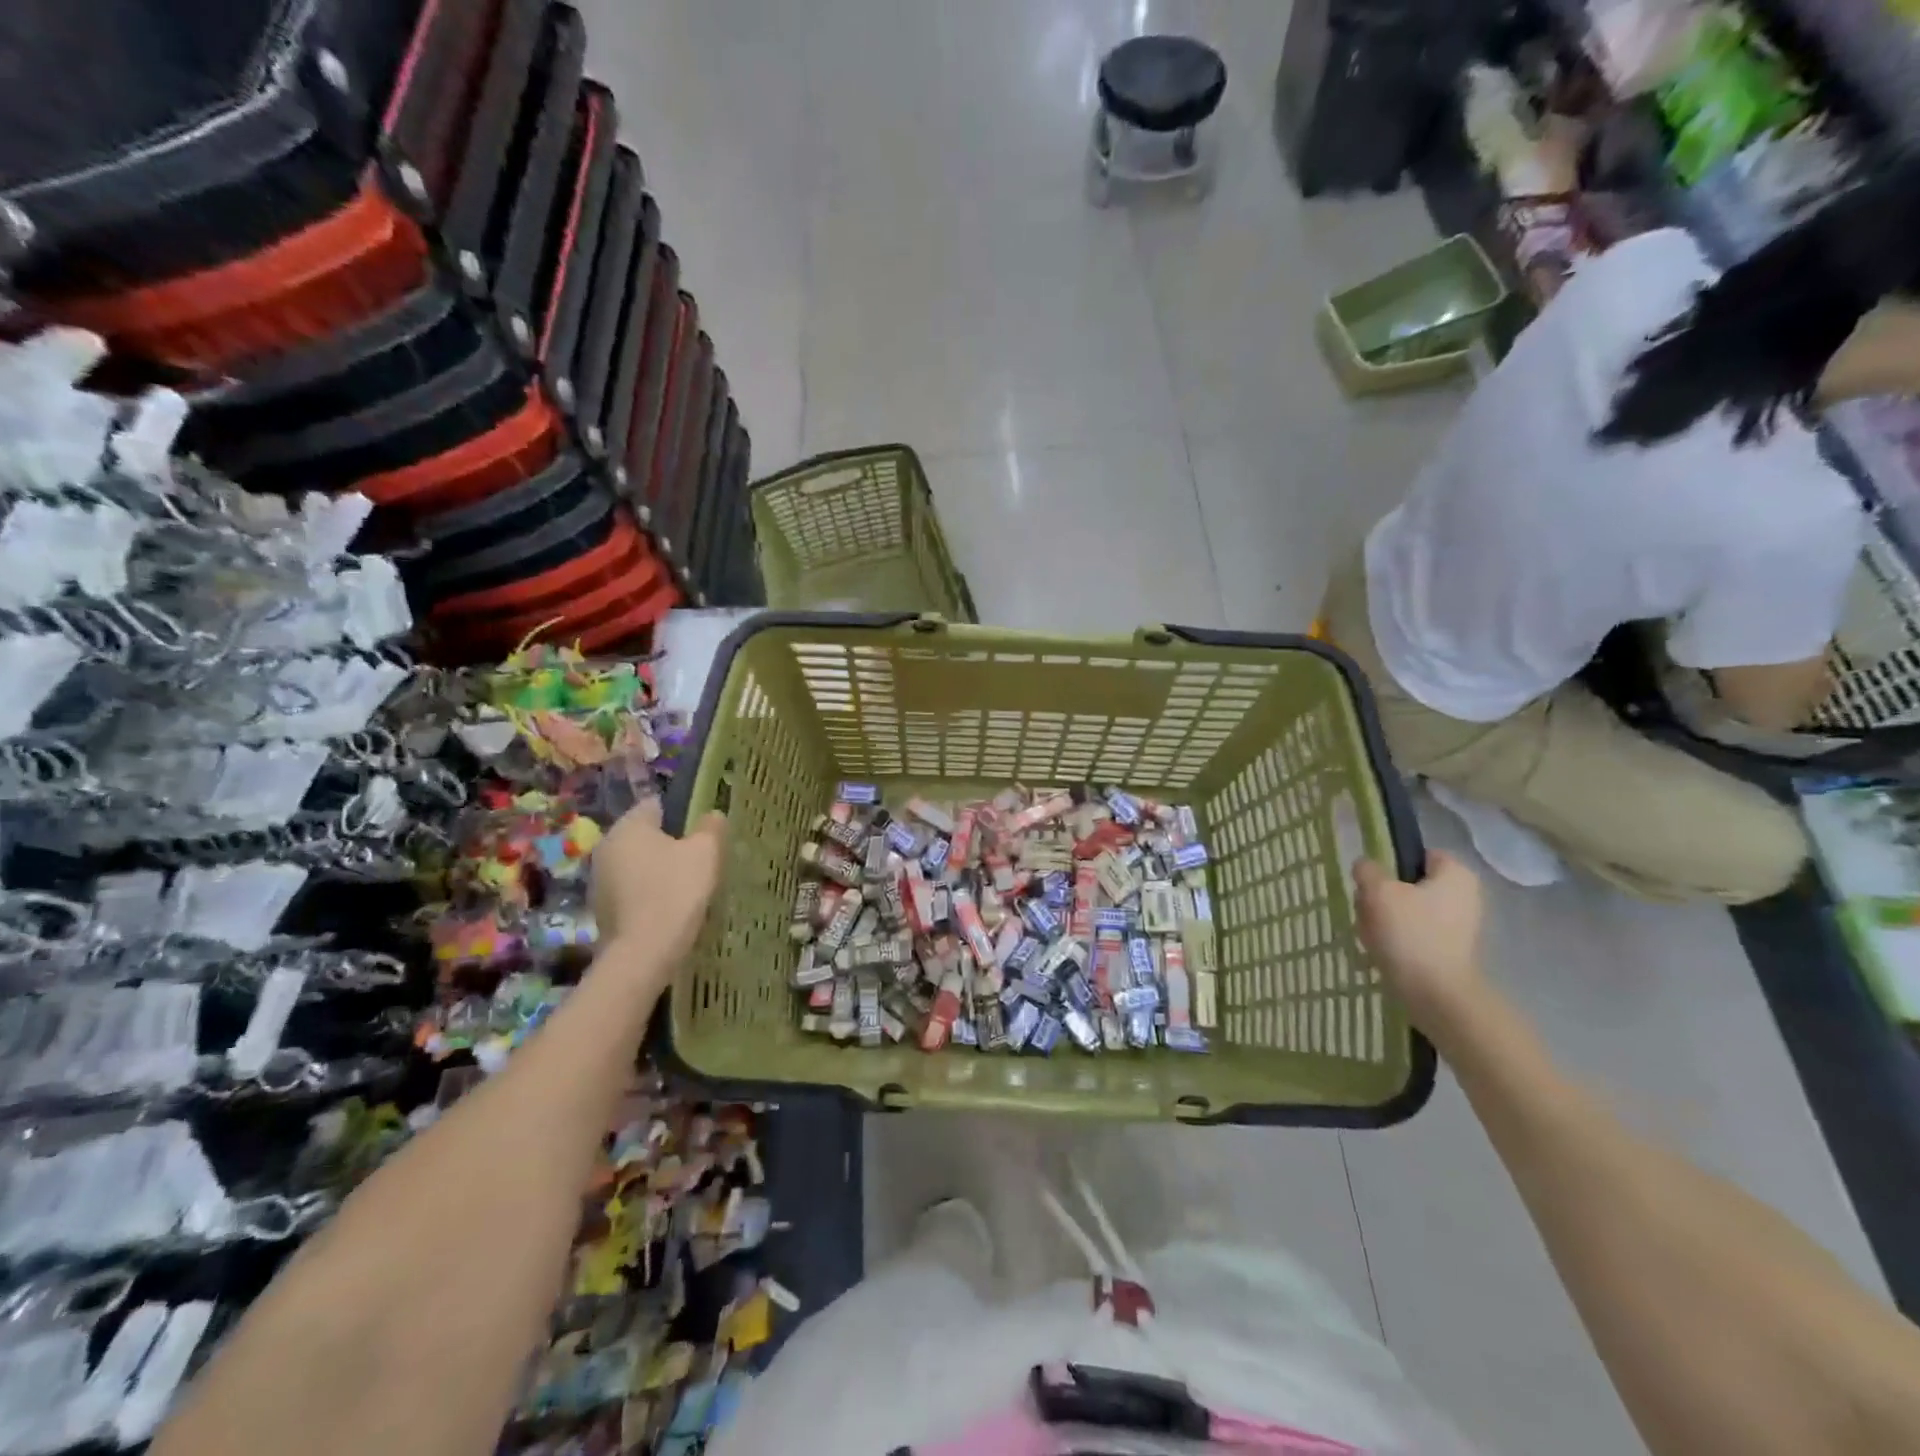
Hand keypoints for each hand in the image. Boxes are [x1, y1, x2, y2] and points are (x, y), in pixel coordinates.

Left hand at [590, 800, 726, 969]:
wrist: (643, 954)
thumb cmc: (675, 891)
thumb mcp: (706, 852)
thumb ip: (711, 827)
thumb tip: (711, 815)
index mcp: (628, 826)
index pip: (657, 804)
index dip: (684, 813)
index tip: (704, 832)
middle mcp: (606, 846)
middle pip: (646, 835)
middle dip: (671, 844)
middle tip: (700, 860)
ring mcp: (599, 880)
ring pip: (638, 864)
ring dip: (658, 870)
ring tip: (688, 887)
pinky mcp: (601, 909)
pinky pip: (632, 890)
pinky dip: (649, 893)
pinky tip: (669, 908)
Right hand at [1353, 850, 1488, 1033]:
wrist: (1436, 995)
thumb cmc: (1411, 933)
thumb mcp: (1378, 891)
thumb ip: (1368, 870)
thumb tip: (1366, 866)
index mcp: (1456, 874)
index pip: (1418, 853)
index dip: (1391, 864)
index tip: (1373, 881)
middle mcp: (1463, 896)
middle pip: (1408, 883)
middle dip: (1382, 895)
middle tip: (1367, 909)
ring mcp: (1458, 925)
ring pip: (1406, 910)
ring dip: (1382, 918)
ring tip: (1370, 934)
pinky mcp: (1448, 950)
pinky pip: (1413, 933)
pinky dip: (1395, 939)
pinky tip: (1380, 950)